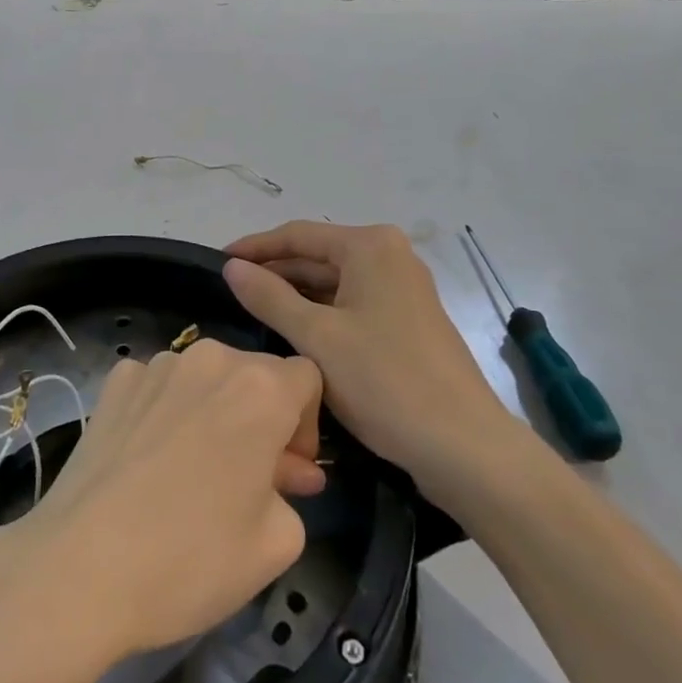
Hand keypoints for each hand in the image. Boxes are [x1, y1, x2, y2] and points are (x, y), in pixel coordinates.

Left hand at [12, 339, 325, 661]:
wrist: (81, 568)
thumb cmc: (191, 559)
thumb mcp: (276, 544)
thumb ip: (293, 493)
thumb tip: (284, 472)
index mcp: (260, 389)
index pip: (307, 378)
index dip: (307, 424)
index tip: (290, 471)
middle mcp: (211, 359)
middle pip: (255, 373)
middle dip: (263, 417)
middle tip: (251, 478)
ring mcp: (157, 364)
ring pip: (206, 377)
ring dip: (216, 411)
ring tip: (197, 470)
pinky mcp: (117, 381)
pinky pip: (160, 386)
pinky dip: (168, 410)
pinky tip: (152, 458)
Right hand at [224, 222, 512, 490]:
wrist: (465, 447)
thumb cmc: (385, 381)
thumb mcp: (317, 338)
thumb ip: (269, 298)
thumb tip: (232, 267)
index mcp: (370, 246)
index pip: (298, 235)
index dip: (254, 247)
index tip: (216, 262)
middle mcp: (390, 256)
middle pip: (317, 256)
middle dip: (274, 273)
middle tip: (229, 293)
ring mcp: (402, 289)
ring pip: (334, 283)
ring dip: (295, 296)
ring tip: (251, 313)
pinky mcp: (407, 321)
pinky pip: (352, 305)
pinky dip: (321, 314)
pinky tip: (293, 333)